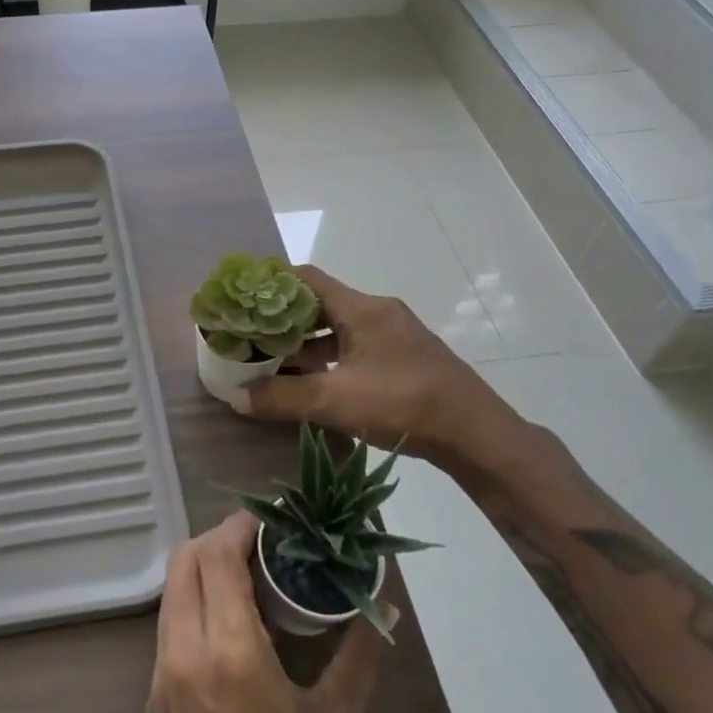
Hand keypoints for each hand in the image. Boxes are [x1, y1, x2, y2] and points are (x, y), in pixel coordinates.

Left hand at [136, 513, 386, 712]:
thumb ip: (357, 657)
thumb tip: (384, 608)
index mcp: (226, 652)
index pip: (217, 554)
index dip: (241, 526)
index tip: (272, 522)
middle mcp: (182, 651)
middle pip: (185, 561)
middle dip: (220, 539)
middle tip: (263, 547)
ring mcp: (159, 677)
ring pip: (173, 593)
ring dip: (204, 572)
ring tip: (251, 584)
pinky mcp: (152, 702)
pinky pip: (169, 628)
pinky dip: (194, 607)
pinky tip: (231, 634)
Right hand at [233, 266, 523, 475]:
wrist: (476, 434)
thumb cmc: (403, 403)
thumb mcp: (335, 401)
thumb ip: (283, 397)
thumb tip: (236, 396)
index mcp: (361, 308)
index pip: (306, 278)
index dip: (272, 285)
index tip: (243, 300)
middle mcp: (377, 312)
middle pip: (320, 304)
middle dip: (284, 320)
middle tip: (252, 337)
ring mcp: (394, 336)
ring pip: (338, 329)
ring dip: (306, 344)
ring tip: (274, 364)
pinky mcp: (404, 359)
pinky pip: (355, 348)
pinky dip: (329, 360)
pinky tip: (313, 385)